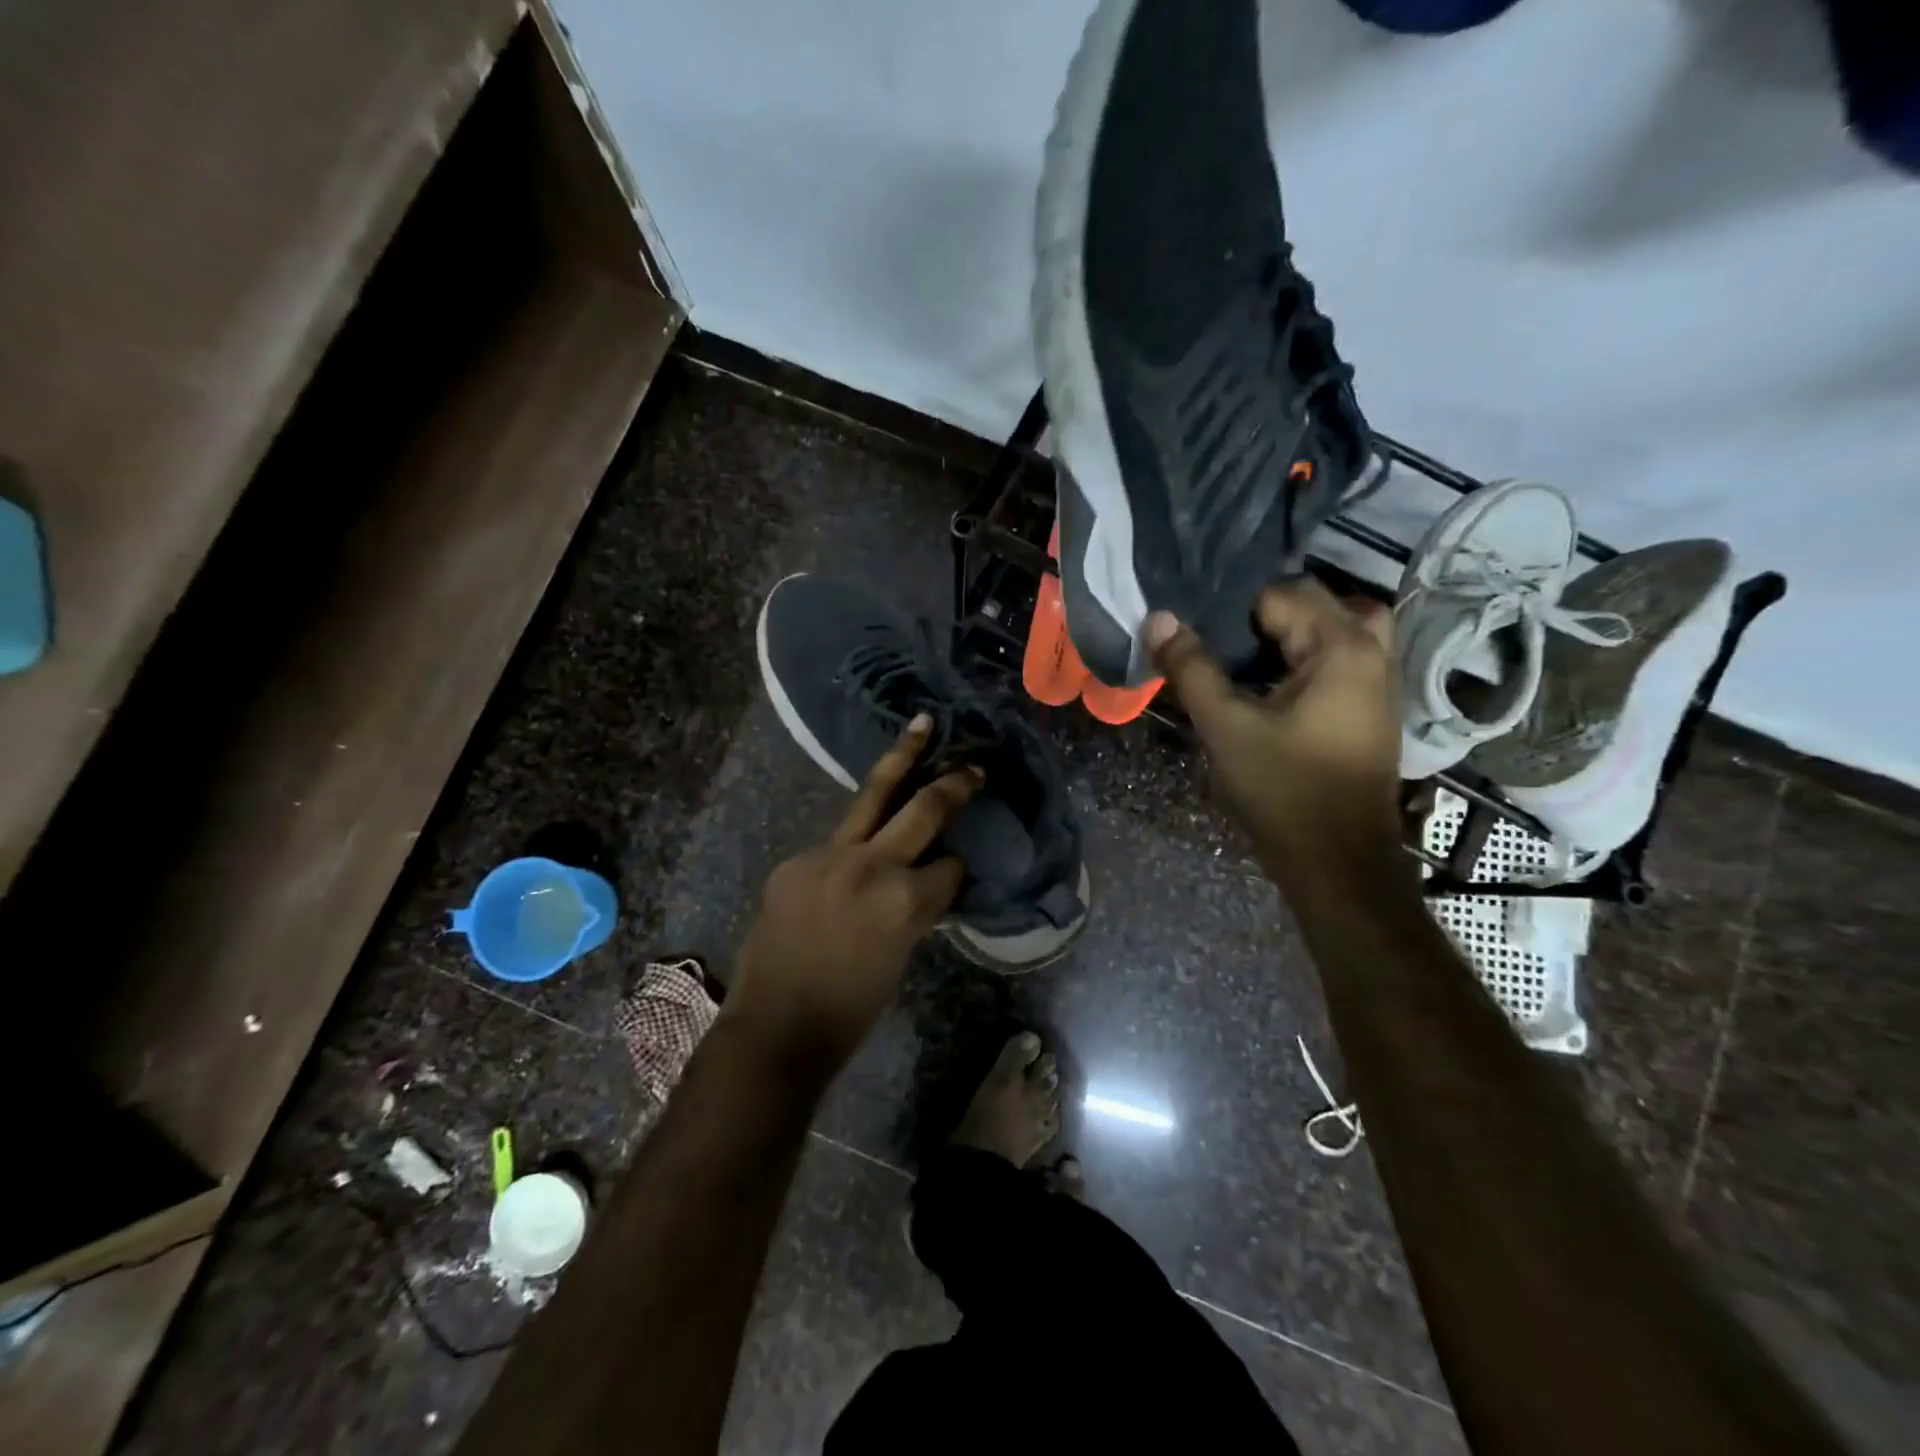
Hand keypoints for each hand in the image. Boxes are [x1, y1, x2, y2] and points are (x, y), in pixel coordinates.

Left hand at [728, 714, 979, 1072]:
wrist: (775, 1029)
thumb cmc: (850, 1010)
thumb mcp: (900, 955)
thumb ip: (915, 908)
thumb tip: (927, 880)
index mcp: (906, 900)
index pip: (951, 866)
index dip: (959, 869)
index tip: (961, 865)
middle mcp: (872, 865)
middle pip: (923, 808)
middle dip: (953, 784)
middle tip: (974, 764)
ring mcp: (828, 855)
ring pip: (872, 795)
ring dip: (900, 760)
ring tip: (919, 725)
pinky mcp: (796, 859)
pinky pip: (835, 842)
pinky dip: (851, 843)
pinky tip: (853, 852)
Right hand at [1146, 580, 1403, 883]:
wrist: (1337, 859)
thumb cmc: (1282, 789)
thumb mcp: (1225, 726)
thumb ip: (1191, 668)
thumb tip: (1159, 618)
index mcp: (1340, 647)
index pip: (1281, 594)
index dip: (1234, 611)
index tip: (1202, 638)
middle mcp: (1372, 651)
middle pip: (1316, 602)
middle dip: (1265, 616)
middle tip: (1222, 646)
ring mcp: (1381, 679)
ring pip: (1338, 627)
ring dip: (1295, 633)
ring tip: (1250, 659)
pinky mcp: (1375, 706)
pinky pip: (1346, 656)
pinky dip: (1312, 655)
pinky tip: (1275, 685)